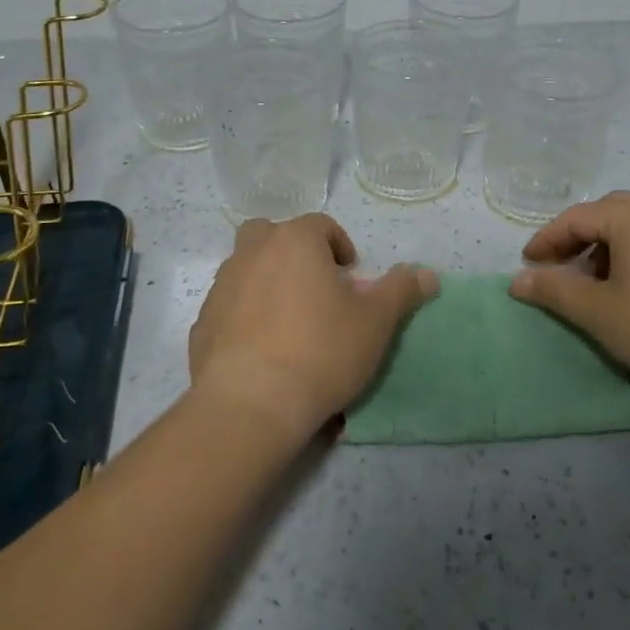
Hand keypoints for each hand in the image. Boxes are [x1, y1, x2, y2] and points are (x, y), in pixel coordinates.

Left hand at [188, 213, 438, 446]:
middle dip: (294, 253)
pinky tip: (263, 351)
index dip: (340, 246)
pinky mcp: (202, 322)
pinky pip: (229, 306)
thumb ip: (402, 290)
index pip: (320, 225)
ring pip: (247, 268)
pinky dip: (245, 316)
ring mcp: (221, 287)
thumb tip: (428, 273)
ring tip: (290, 322)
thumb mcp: (376, 322)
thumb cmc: (321, 351)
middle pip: (273, 235)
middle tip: (315, 289)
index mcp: (294, 241)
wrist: (251, 404)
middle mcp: (252, 252)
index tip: (350, 277)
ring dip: (268, 281)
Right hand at [508, 191, 629, 400]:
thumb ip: (554, 290)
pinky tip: (628, 292)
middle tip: (558, 265)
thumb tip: (517, 279)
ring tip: (591, 283)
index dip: (546, 239)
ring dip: (603, 247)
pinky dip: (629, 256)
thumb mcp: (598, 312)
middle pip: (606, 212)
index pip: (576, 217)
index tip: (528, 264)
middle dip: (576, 236)